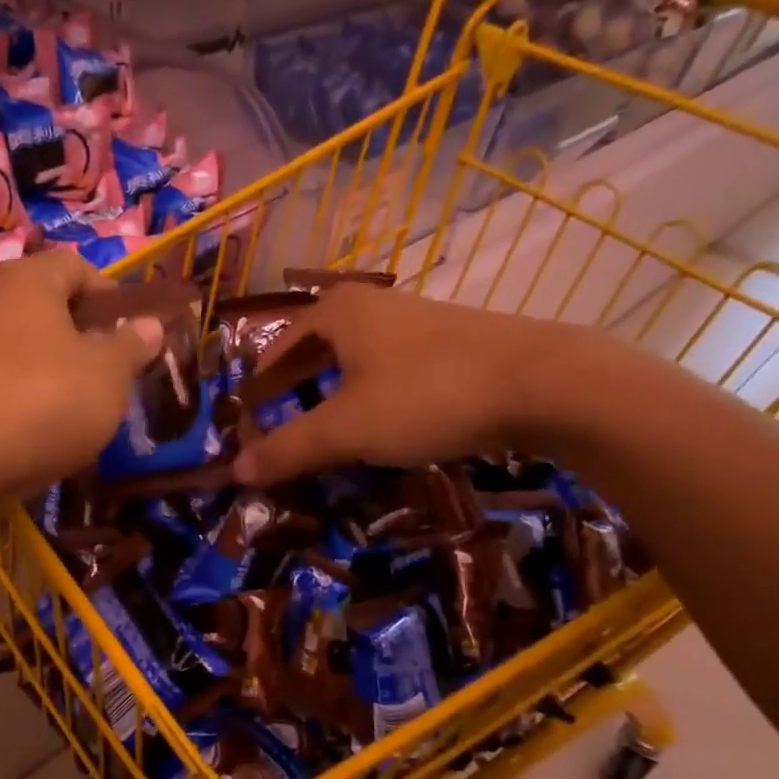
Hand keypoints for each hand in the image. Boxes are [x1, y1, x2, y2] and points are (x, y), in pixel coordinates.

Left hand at [0, 249, 164, 501]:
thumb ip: (132, 346)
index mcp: (28, 280)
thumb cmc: (43, 401)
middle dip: (84, 339)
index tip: (133, 334)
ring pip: (23, 351)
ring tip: (81, 412)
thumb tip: (149, 325)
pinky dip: (23, 402)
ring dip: (55, 374)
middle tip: (113, 376)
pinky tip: (41, 435)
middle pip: (47, 309)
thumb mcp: (108, 374)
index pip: (76, 266)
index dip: (111, 295)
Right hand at [235, 284, 607, 484]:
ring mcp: (416, 322)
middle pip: (316, 347)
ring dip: (334, 392)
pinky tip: (382, 424)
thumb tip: (235, 471)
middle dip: (294, 386)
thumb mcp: (347, 429)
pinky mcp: (452, 344)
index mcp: (337, 312)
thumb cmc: (427, 395)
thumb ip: (289, 448)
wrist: (543, 382)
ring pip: (356, 358)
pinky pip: (391, 369)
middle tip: (278, 422)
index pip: (278, 345)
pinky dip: (372, 395)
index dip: (259, 382)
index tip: (247, 414)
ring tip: (325, 429)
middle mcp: (373, 307)